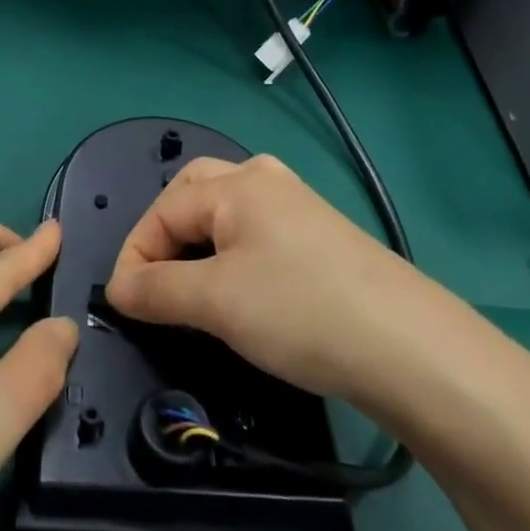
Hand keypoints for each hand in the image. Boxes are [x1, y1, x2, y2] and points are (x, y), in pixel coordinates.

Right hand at [105, 155, 416, 400]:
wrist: (411, 348)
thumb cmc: (299, 310)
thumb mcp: (216, 302)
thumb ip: (156, 290)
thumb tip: (118, 290)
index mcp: (238, 184)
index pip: (163, 209)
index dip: (134, 255)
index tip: (124, 305)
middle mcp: (267, 181)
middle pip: (193, 192)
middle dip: (164, 234)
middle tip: (155, 281)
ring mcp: (300, 207)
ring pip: (228, 211)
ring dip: (198, 243)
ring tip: (192, 286)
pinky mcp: (322, 238)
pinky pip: (258, 233)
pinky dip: (232, 253)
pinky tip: (243, 289)